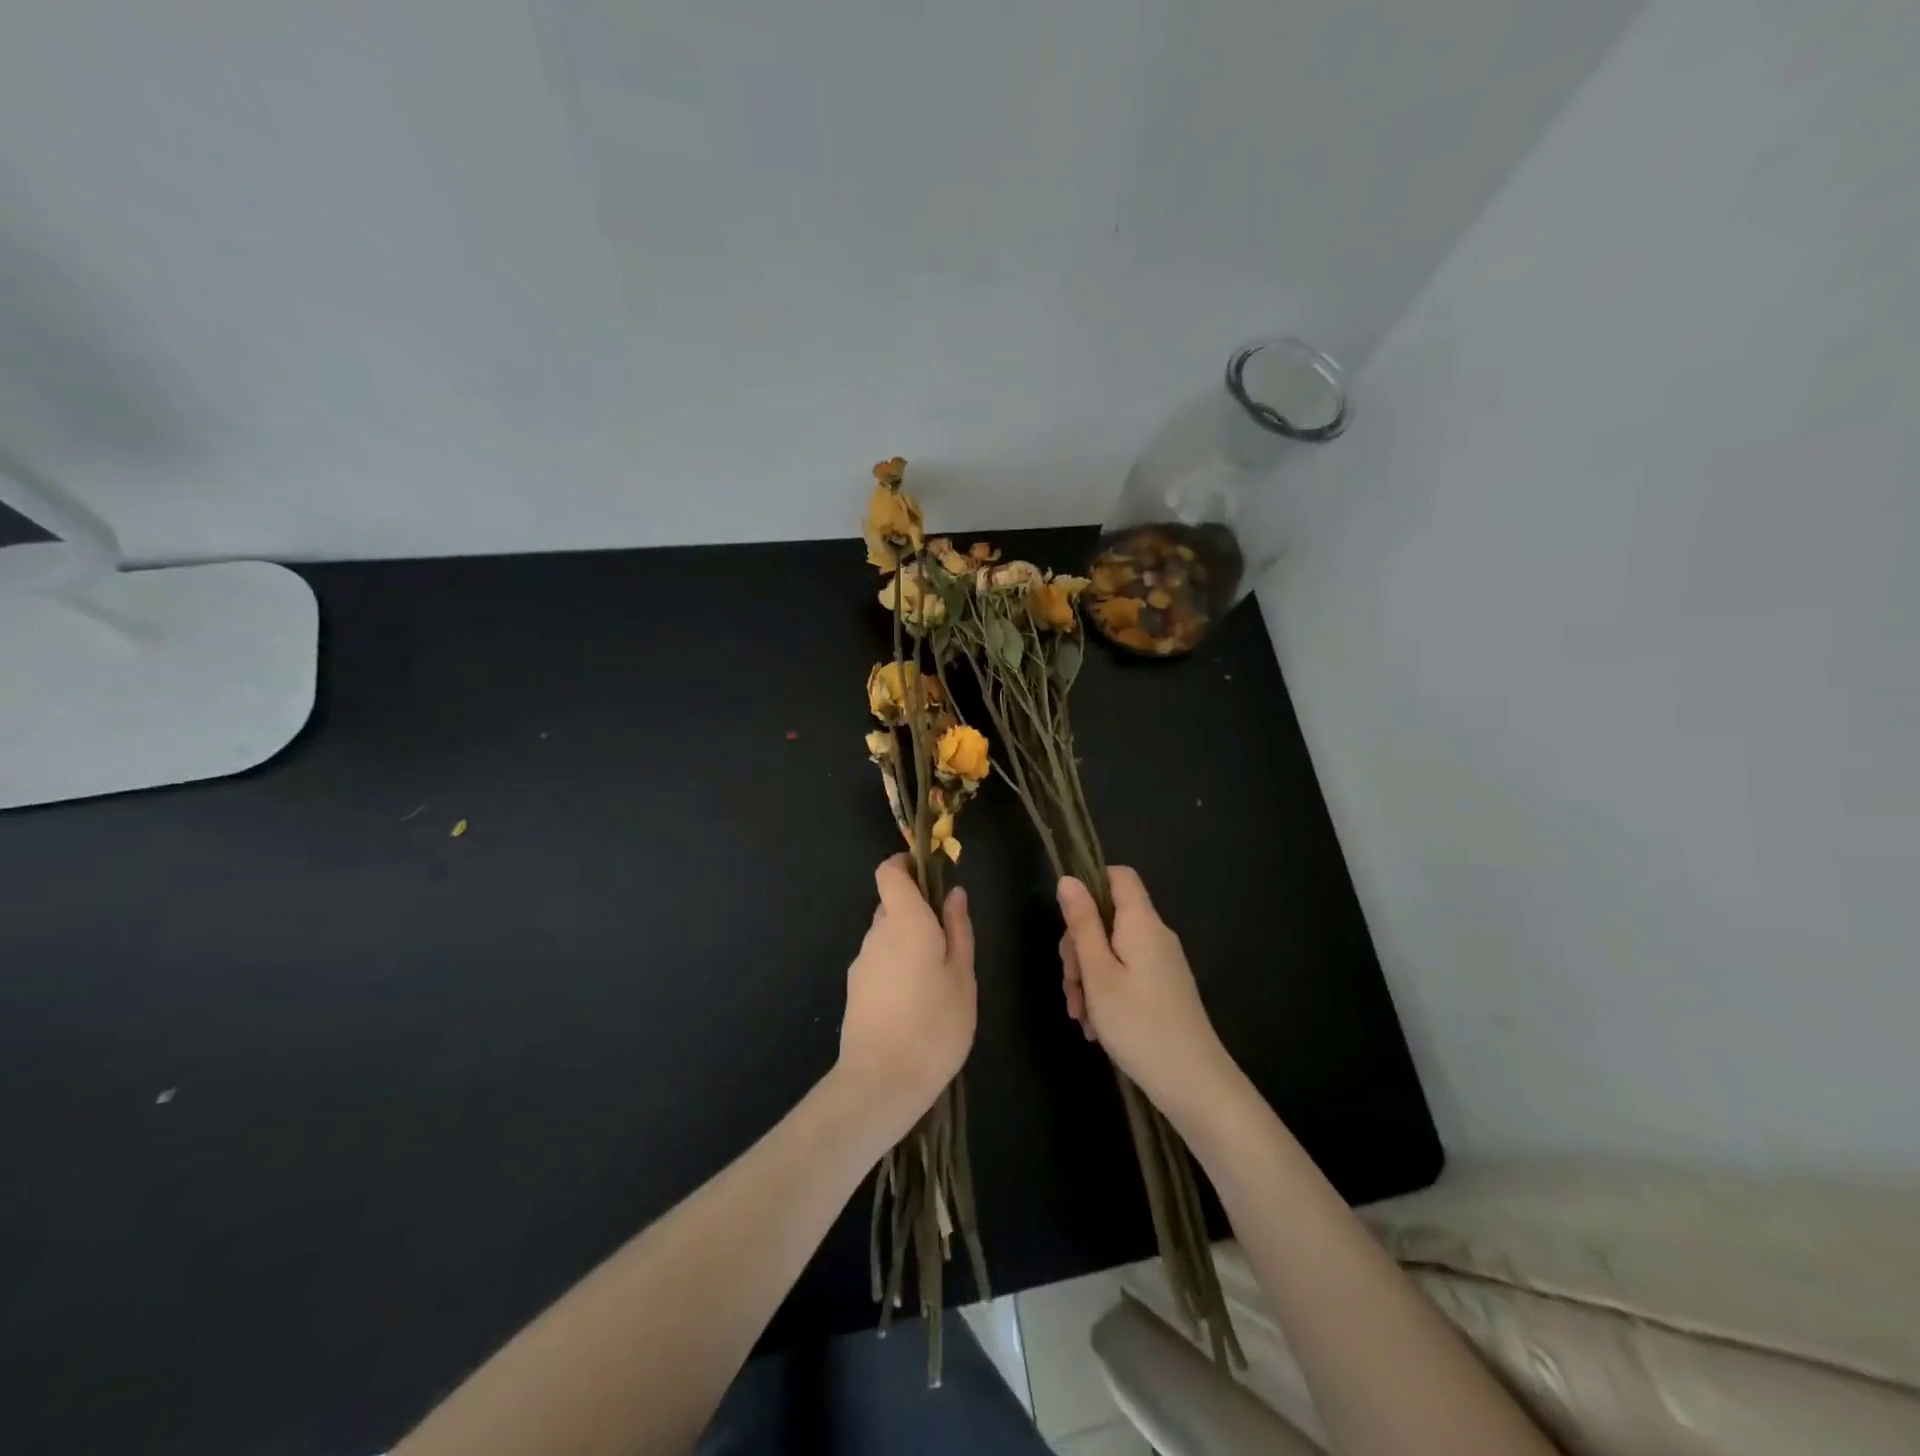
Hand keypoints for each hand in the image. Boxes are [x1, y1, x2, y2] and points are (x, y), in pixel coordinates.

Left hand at [837, 855, 976, 1143]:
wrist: (881, 1082)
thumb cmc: (935, 1024)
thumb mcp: (962, 976)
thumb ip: (958, 929)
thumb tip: (954, 893)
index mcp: (904, 921)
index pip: (889, 872)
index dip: (905, 866)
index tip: (929, 875)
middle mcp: (876, 934)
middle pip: (891, 906)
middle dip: (917, 913)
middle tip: (949, 943)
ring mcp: (861, 963)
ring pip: (886, 937)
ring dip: (908, 944)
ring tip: (936, 981)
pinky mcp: (854, 990)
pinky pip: (878, 963)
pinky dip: (896, 969)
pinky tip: (915, 1003)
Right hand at [1057, 868, 1234, 1111]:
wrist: (1193, 1082)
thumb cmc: (1138, 1022)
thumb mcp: (1098, 972)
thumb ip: (1082, 923)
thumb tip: (1068, 879)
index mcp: (1141, 922)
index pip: (1119, 876)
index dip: (1090, 885)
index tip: (1068, 918)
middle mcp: (1155, 935)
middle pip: (1109, 918)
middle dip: (1080, 947)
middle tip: (1070, 985)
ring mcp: (1162, 964)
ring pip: (1113, 951)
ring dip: (1089, 977)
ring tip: (1081, 1016)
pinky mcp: (1164, 989)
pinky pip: (1127, 975)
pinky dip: (1107, 993)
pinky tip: (1097, 1027)